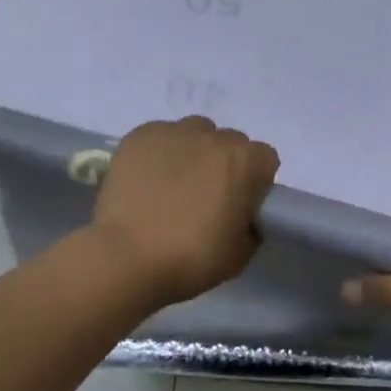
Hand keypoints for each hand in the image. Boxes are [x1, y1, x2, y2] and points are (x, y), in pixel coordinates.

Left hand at [91, 117, 278, 307]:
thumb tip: (242, 217)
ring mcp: (176, 132)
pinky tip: (146, 180)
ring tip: (173, 184)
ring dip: (193, 152)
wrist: (126, 258)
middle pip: (230, 143)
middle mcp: (215, 136)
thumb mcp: (240, 254)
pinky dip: (159, 153)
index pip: (264, 159)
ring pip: (195, 133)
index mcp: (246, 161)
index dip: (254, 181)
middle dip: (224, 164)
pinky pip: (160, 137)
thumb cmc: (190, 258)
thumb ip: (251, 226)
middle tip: (205, 197)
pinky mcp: (142, 135)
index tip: (239, 203)